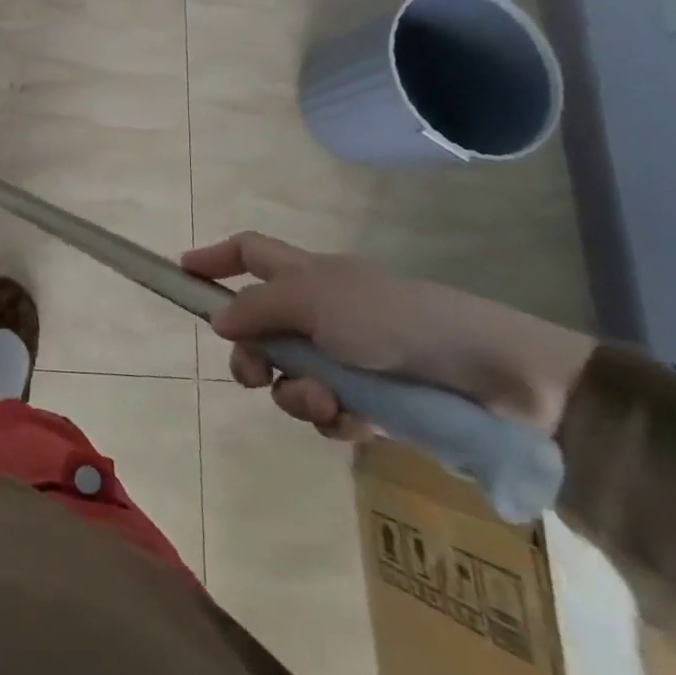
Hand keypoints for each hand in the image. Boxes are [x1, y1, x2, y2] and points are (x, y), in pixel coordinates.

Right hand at [181, 232, 594, 440]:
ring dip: (296, 393)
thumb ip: (258, 308)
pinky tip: (354, 421)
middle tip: (255, 374)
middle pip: (261, 327)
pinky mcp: (373, 402)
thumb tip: (217, 320)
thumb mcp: (315, 300)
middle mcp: (323, 312)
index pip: (250, 253)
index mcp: (309, 275)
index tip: (181, 273)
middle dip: (252, 355)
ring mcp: (348, 358)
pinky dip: (333, 418)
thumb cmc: (394, 319)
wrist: (494, 377)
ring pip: (291, 377)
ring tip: (325, 402)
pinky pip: (328, 412)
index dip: (215, 259)